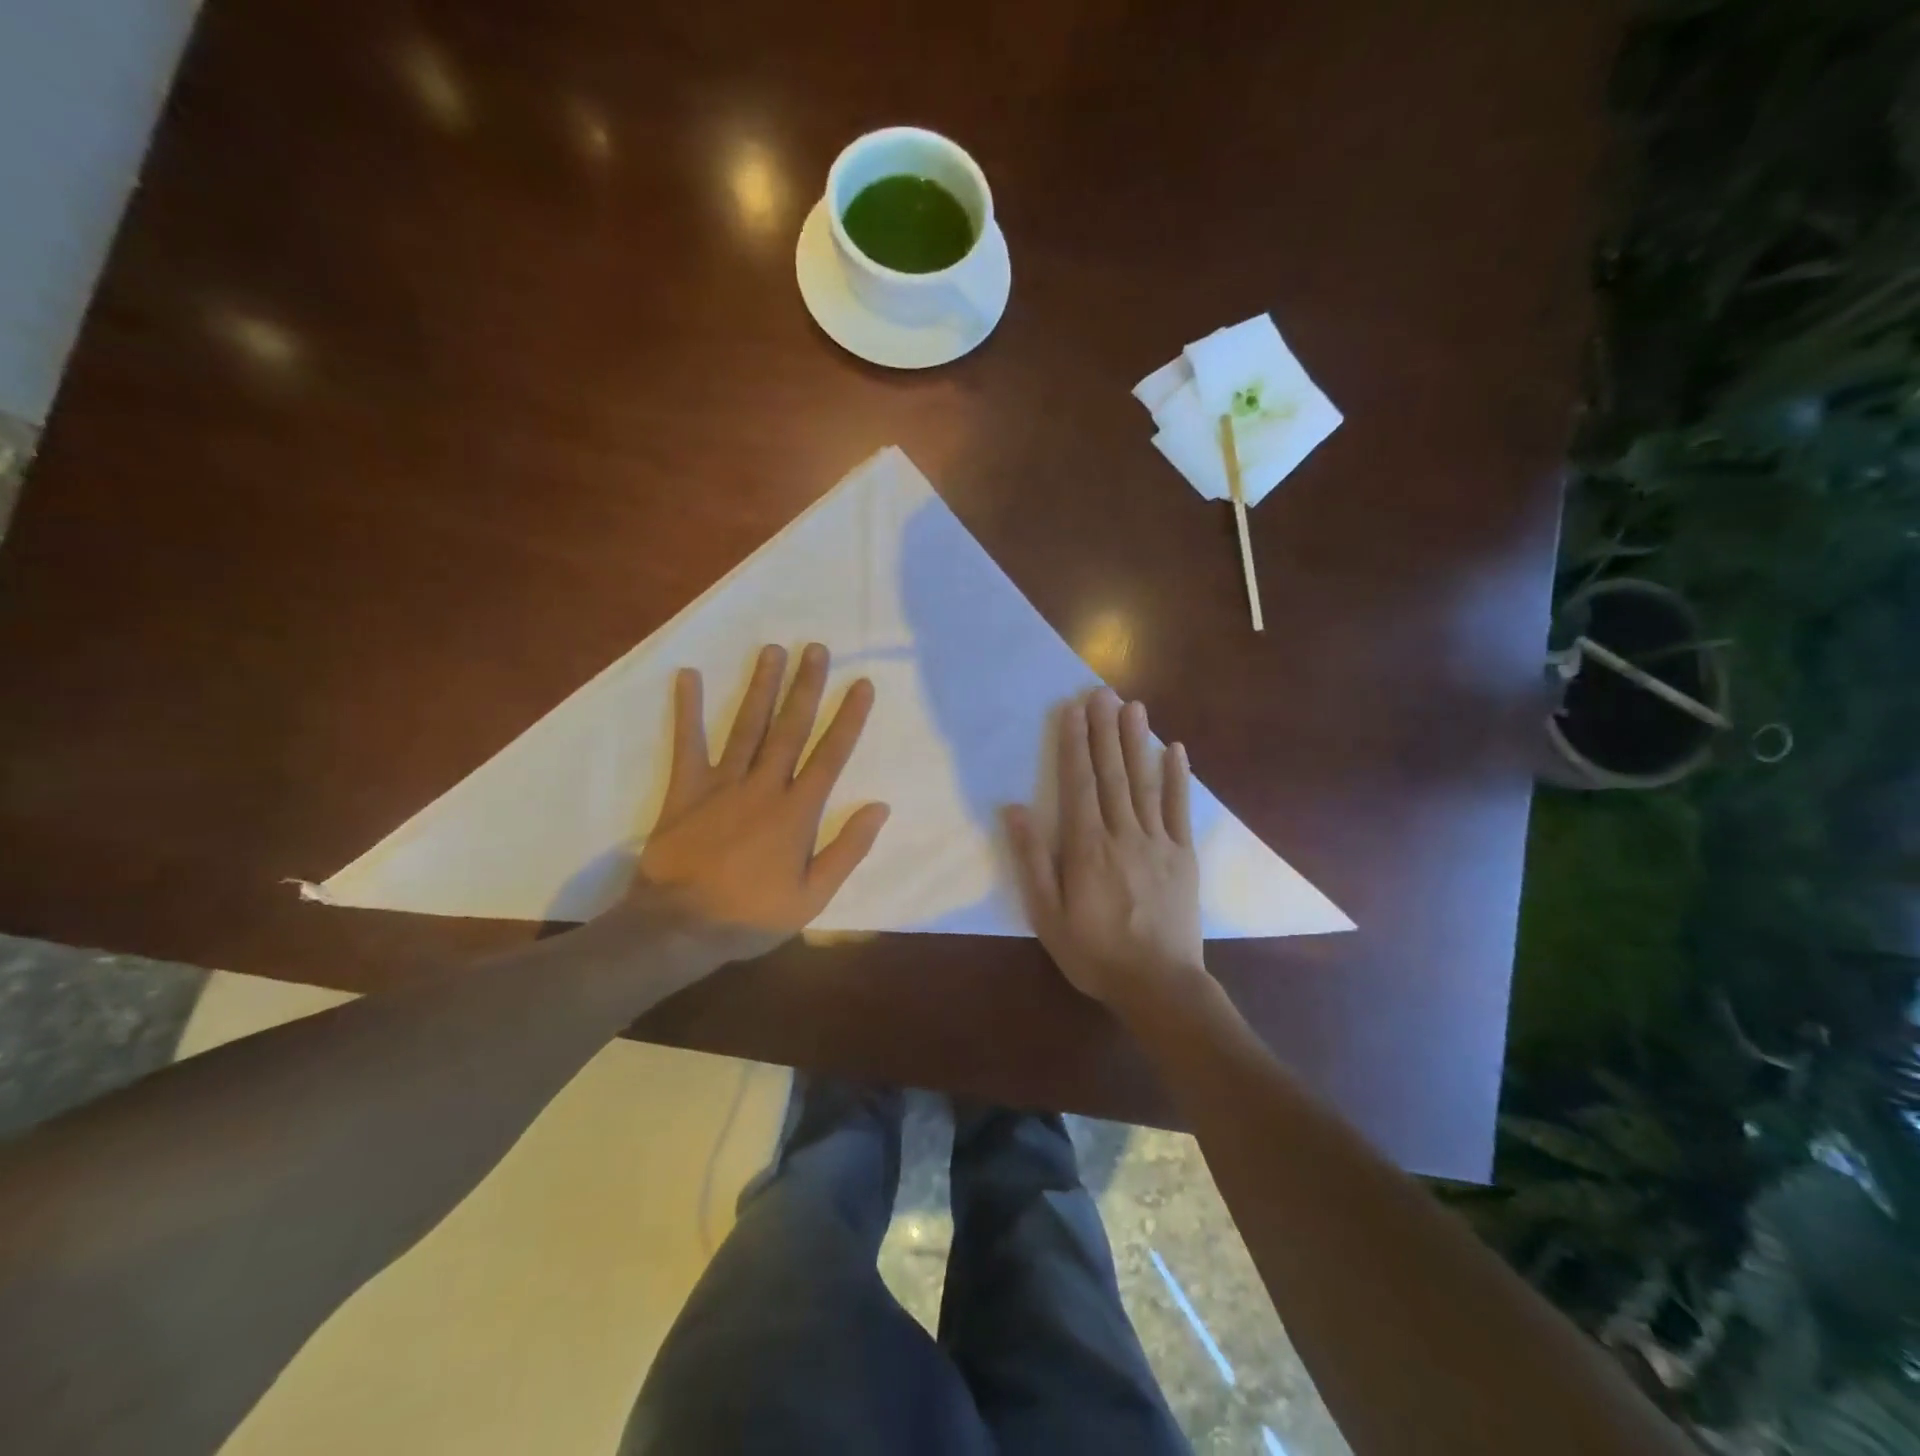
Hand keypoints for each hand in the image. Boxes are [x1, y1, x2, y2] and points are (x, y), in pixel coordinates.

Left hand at [632, 643, 889, 961]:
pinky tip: (689, 676)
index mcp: (797, 812)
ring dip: (761, 687)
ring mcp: (722, 785)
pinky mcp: (685, 790)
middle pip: (790, 729)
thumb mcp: (813, 896)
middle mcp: (763, 787)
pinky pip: (687, 744)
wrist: (678, 928)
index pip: (830, 755)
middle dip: (806, 687)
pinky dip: (688, 710)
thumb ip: (847, 849)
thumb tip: (879, 807)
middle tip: (816, 648)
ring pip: (747, 727)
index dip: (848, 718)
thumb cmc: (751, 916)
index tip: (861, 684)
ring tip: (772, 650)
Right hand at [1005, 688, 1207, 1012]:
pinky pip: (1179, 809)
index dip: (1074, 744)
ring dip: (1137, 742)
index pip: (1078, 783)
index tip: (1072, 710)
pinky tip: (1175, 750)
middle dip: (1104, 730)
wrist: (1159, 985)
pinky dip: (1177, 778)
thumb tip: (1015, 809)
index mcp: (1086, 847)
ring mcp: (1157, 842)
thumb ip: (1032, 860)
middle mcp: (1122, 833)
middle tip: (1101, 692)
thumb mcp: (1047, 914)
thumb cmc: (1094, 953)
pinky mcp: (1183, 856)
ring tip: (1133, 706)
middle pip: (1111, 773)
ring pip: (1144, 782)